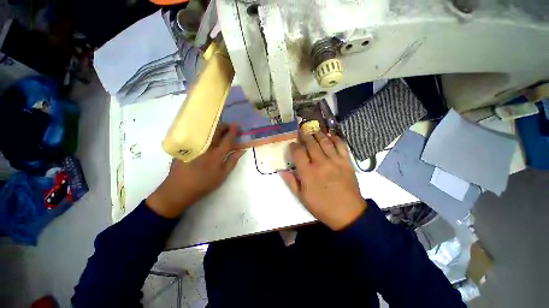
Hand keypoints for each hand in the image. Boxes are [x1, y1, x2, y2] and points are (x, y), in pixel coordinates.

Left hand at [146, 124, 243, 217]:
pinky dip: (204, 133)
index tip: (237, 125)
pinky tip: (206, 135)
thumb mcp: (222, 175)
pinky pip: (197, 135)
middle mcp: (206, 147)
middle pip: (216, 131)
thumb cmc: (204, 184)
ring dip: (214, 128)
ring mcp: (194, 146)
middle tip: (229, 126)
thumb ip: (233, 161)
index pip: (227, 139)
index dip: (233, 131)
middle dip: (224, 126)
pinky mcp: (185, 146)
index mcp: (216, 155)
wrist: (179, 189)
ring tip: (219, 129)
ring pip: (206, 132)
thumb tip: (242, 150)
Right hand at [280, 132, 366, 230]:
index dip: (294, 146)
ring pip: (325, 142)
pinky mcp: (346, 162)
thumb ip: (291, 182)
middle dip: (305, 136)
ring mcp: (335, 161)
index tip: (292, 144)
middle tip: (302, 131)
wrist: (348, 213)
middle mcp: (320, 163)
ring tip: (314, 130)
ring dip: (318, 134)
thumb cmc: (322, 206)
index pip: (298, 153)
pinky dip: (335, 139)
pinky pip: (341, 146)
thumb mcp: (302, 197)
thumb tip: (282, 171)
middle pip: (311, 144)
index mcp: (308, 172)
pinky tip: (331, 135)